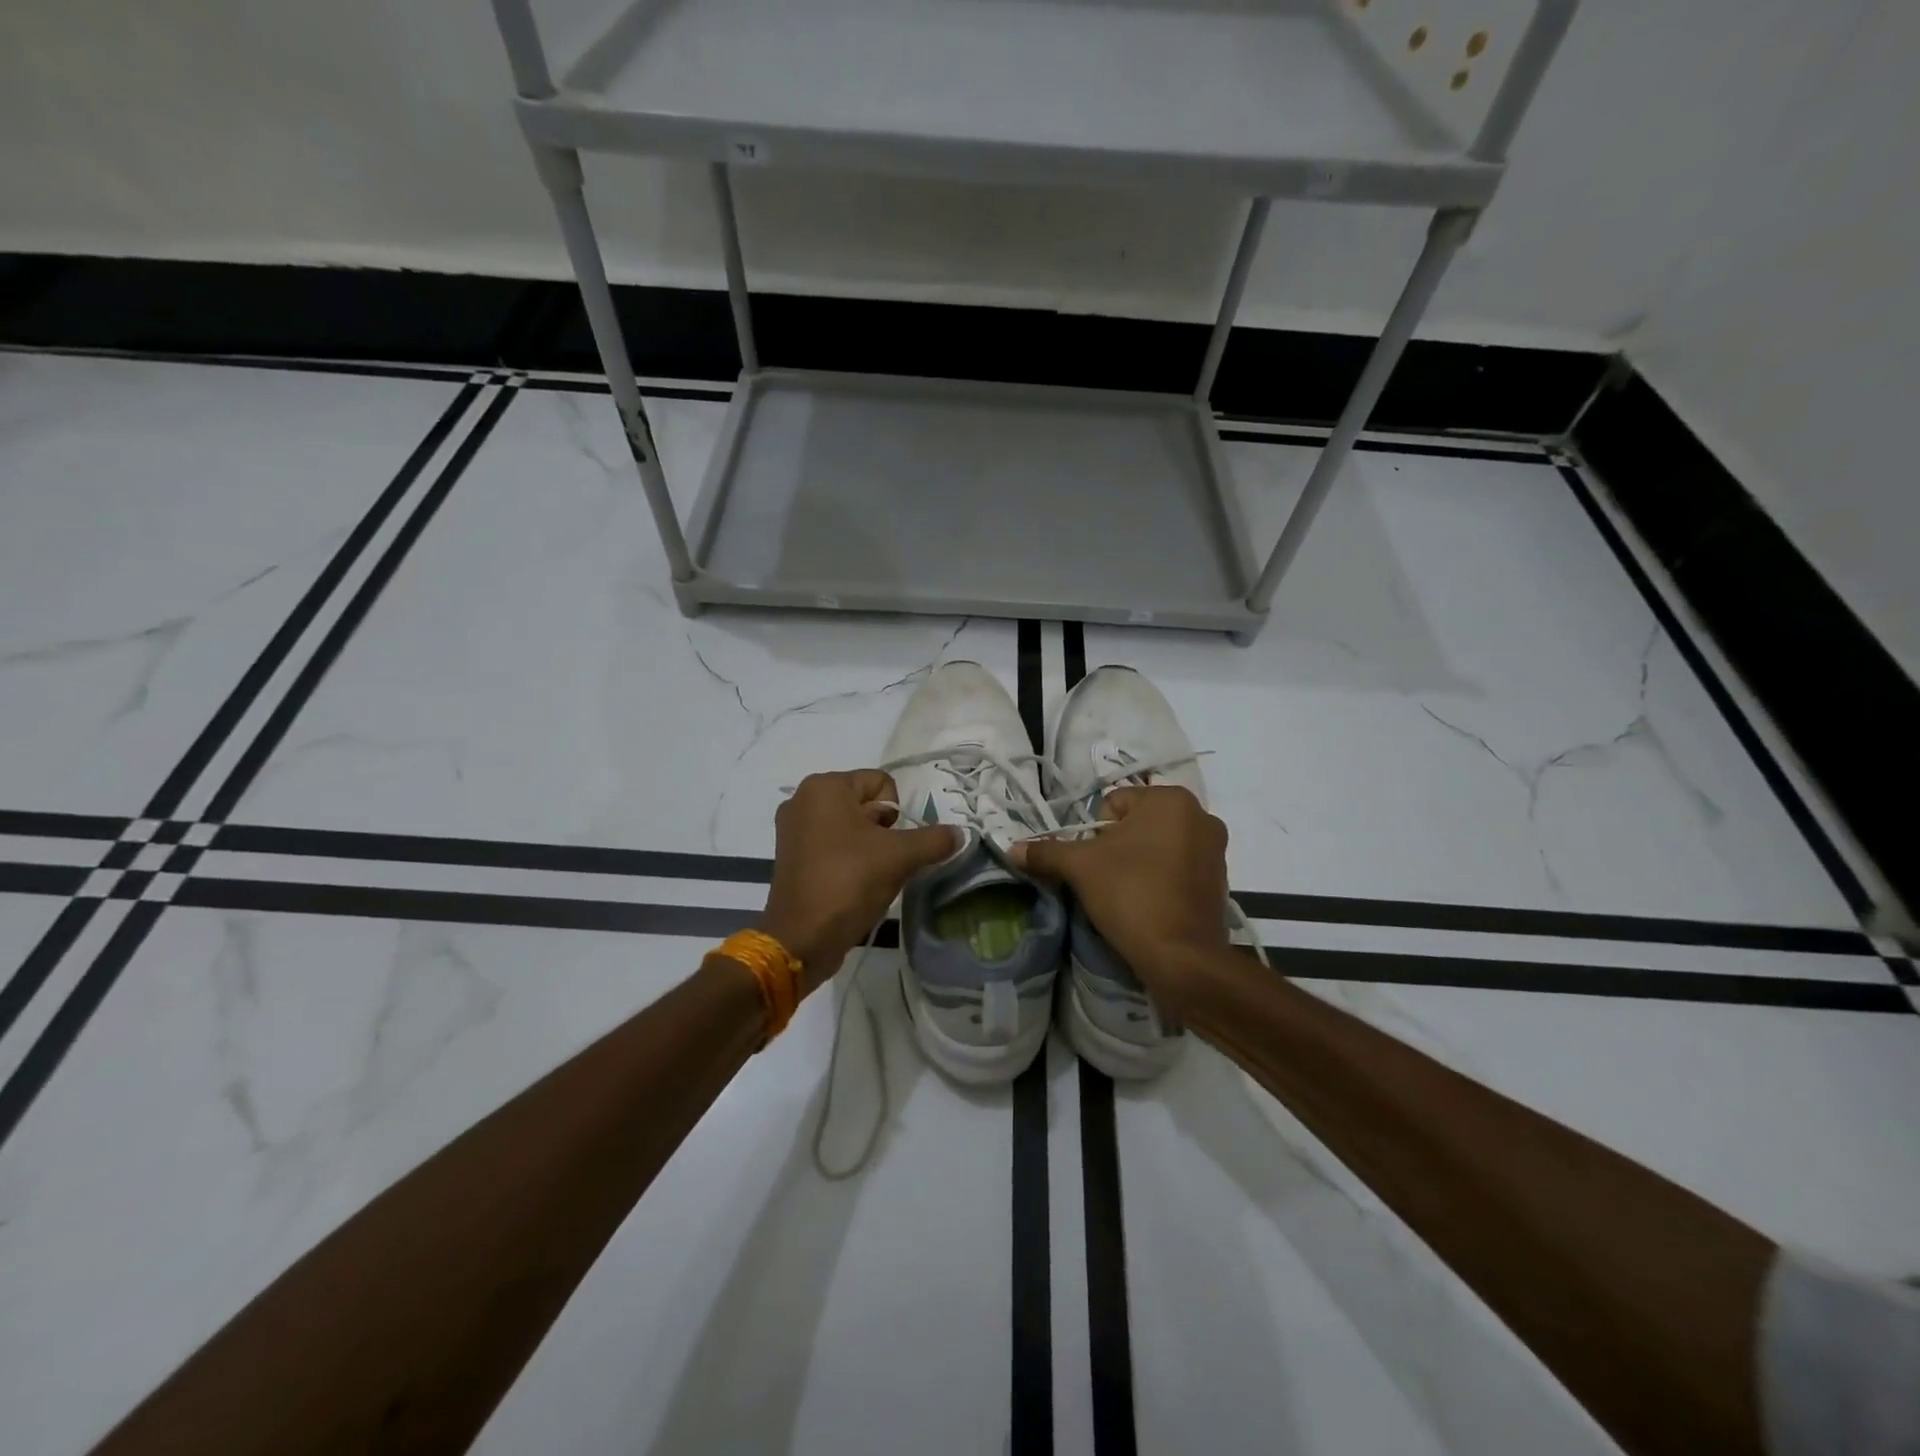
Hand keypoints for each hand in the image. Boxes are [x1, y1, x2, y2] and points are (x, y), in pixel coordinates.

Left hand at [761, 770, 957, 994]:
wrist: (802, 937)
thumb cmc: (849, 881)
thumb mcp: (900, 857)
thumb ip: (934, 840)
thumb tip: (959, 834)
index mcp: (825, 786)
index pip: (881, 783)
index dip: (898, 813)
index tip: (893, 844)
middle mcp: (803, 799)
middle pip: (865, 804)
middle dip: (884, 831)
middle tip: (884, 861)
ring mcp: (792, 829)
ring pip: (850, 827)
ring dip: (868, 847)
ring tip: (870, 876)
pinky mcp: (790, 856)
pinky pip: (831, 845)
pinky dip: (848, 860)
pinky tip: (853, 884)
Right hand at [1011, 786, 1230, 1016]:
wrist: (1182, 957)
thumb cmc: (1131, 894)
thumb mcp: (1080, 868)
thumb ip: (1046, 852)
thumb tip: (1012, 848)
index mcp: (1170, 799)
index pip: (1113, 804)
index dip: (1093, 833)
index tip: (1091, 863)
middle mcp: (1200, 815)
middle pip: (1137, 824)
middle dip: (1116, 847)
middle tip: (1104, 879)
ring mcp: (1216, 849)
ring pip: (1158, 846)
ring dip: (1139, 862)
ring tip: (1126, 894)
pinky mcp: (1220, 881)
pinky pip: (1178, 869)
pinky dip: (1161, 880)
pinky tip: (1148, 904)